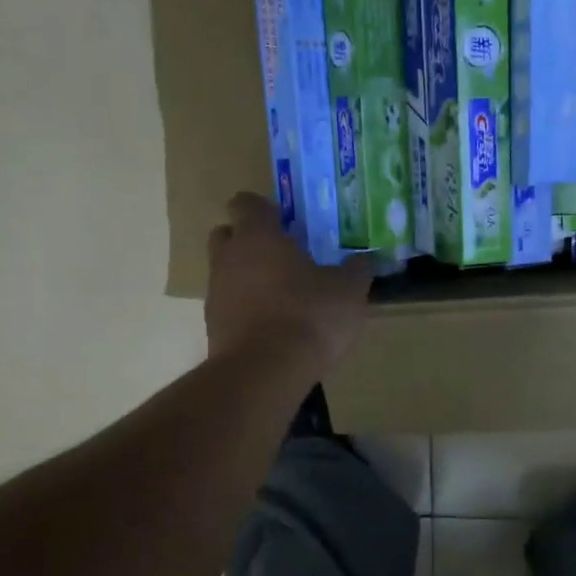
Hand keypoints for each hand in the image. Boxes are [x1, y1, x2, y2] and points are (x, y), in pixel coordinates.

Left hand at [205, 192, 372, 371]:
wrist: (264, 373)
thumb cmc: (308, 316)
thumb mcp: (348, 292)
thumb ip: (356, 271)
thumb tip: (363, 261)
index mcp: (257, 236)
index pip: (245, 203)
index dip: (264, 209)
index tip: (287, 222)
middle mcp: (228, 258)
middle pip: (227, 235)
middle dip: (249, 240)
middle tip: (282, 256)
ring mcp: (215, 294)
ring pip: (226, 273)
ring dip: (247, 279)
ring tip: (282, 297)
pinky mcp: (213, 328)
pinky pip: (228, 308)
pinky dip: (246, 311)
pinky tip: (273, 328)